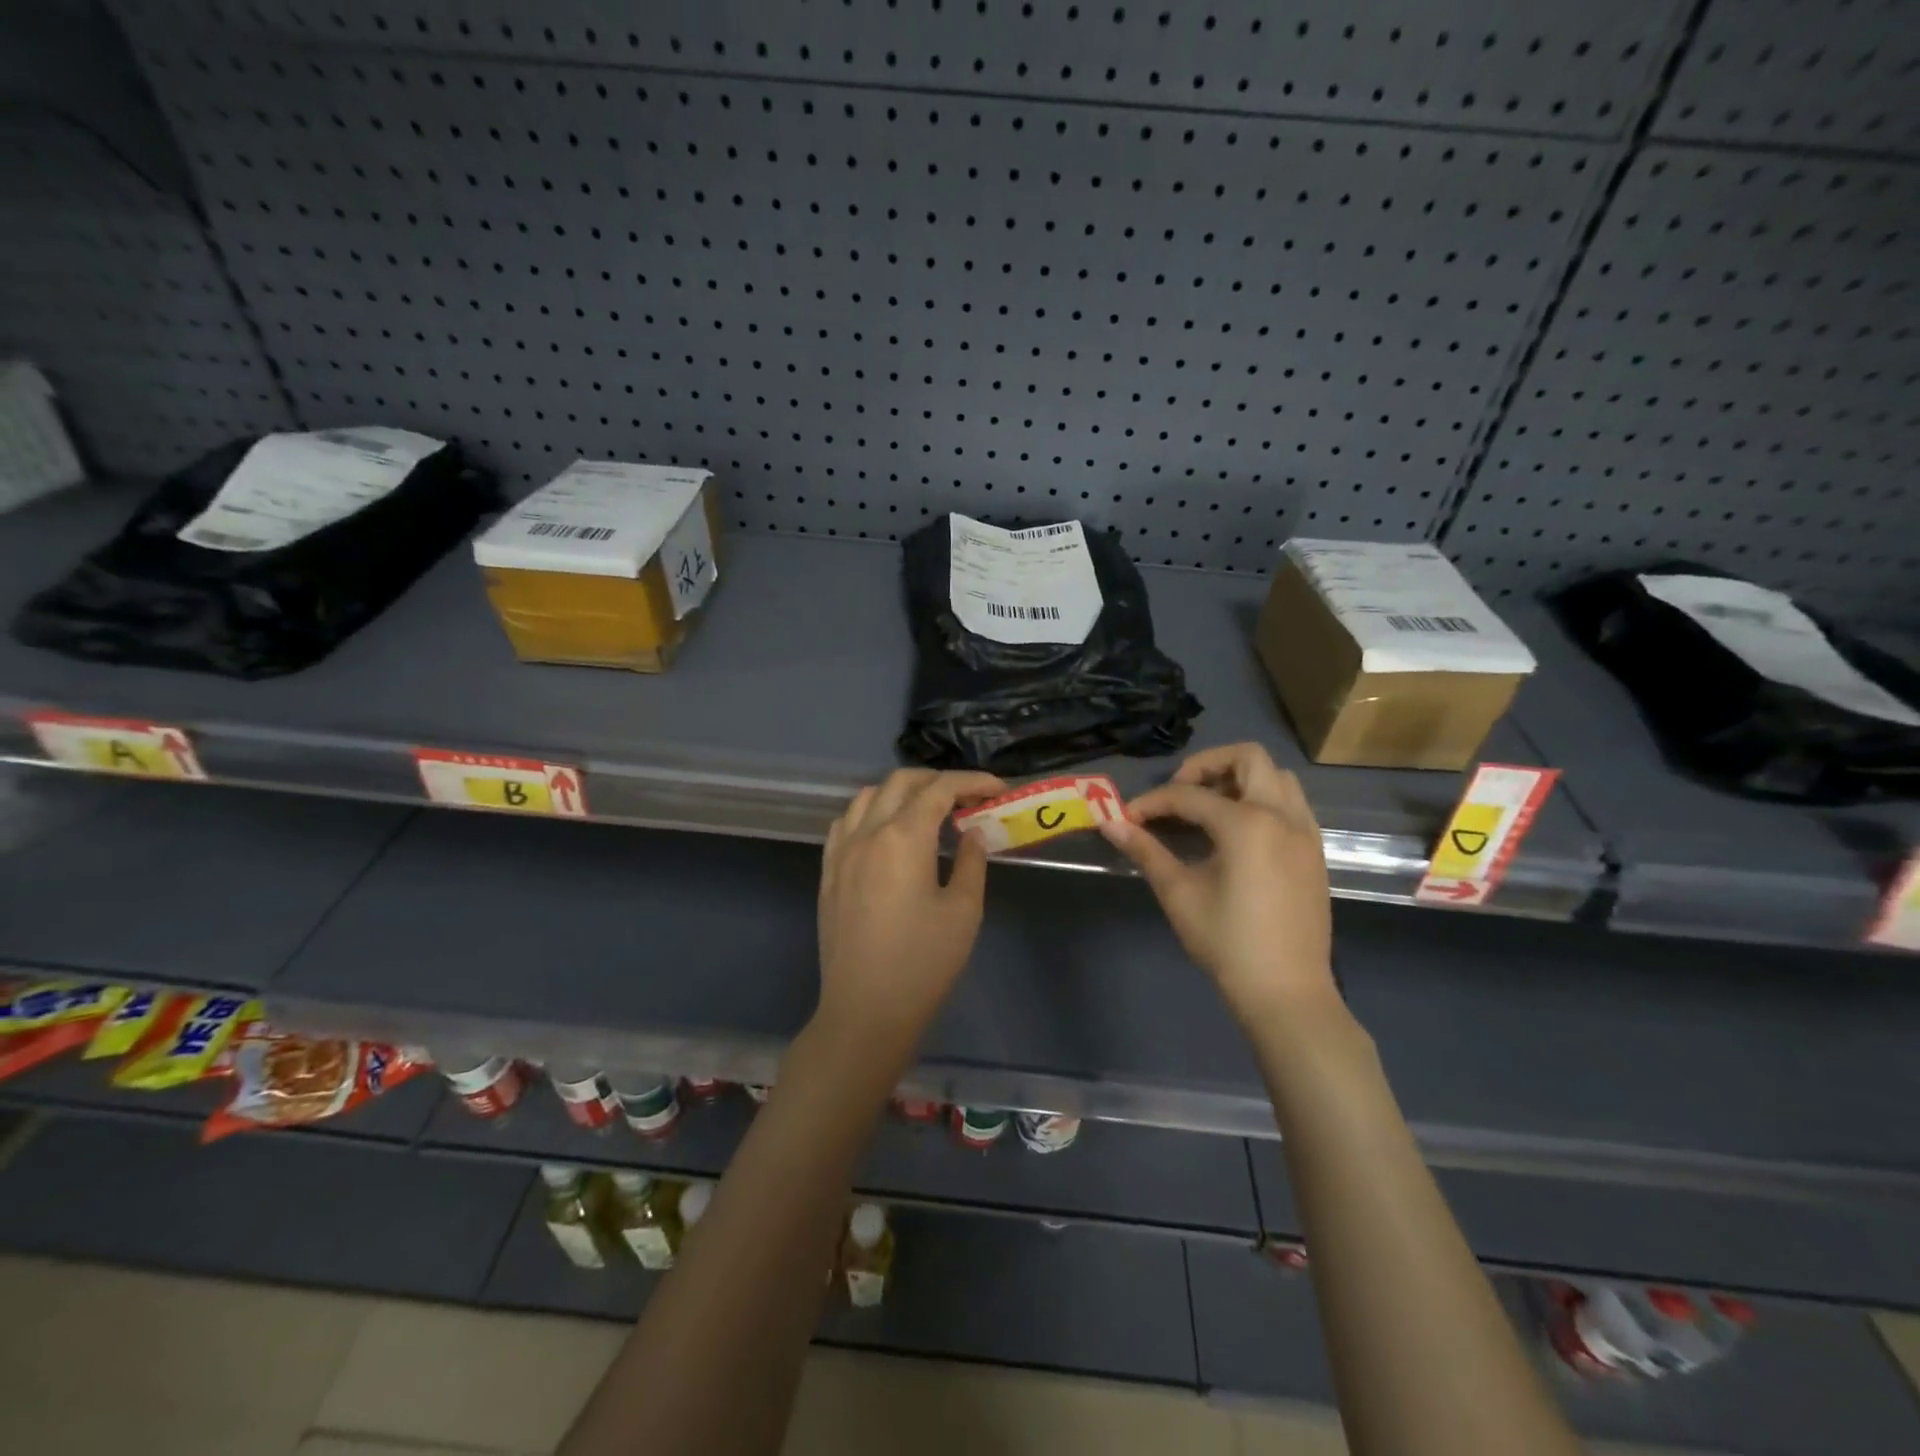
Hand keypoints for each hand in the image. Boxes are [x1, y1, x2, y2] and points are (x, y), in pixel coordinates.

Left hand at [816, 768, 1004, 1046]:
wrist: (865, 1011)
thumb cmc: (923, 963)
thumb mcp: (964, 911)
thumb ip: (972, 862)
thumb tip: (972, 833)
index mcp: (904, 837)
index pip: (940, 789)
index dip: (972, 781)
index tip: (998, 788)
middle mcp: (868, 832)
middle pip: (901, 782)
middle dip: (938, 780)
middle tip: (968, 798)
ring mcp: (842, 851)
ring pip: (869, 795)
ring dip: (902, 791)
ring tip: (929, 811)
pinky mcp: (828, 871)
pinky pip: (847, 821)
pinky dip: (872, 811)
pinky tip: (887, 832)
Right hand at [1100, 743, 1334, 1022]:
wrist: (1286, 993)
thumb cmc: (1227, 943)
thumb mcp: (1179, 893)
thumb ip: (1145, 850)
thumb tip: (1109, 823)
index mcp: (1247, 824)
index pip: (1189, 796)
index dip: (1153, 803)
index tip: (1129, 819)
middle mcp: (1282, 816)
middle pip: (1248, 758)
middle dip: (1206, 766)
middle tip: (1180, 793)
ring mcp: (1305, 832)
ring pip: (1278, 777)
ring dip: (1241, 779)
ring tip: (1210, 807)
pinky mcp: (1314, 852)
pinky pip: (1292, 804)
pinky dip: (1264, 800)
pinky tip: (1239, 832)